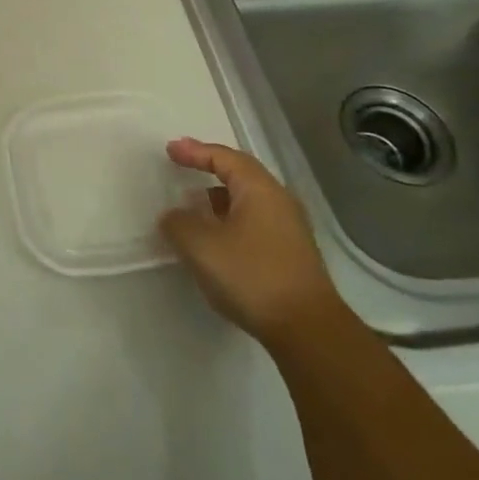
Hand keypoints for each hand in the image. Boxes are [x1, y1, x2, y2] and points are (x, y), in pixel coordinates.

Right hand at [158, 139, 341, 345]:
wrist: (307, 329)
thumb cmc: (251, 276)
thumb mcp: (201, 246)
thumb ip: (179, 223)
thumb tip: (174, 215)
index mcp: (259, 190)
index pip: (224, 158)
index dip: (195, 151)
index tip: (170, 149)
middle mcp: (279, 202)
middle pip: (240, 175)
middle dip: (209, 169)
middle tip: (183, 166)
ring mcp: (289, 229)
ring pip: (247, 201)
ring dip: (218, 198)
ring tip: (193, 205)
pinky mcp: (291, 254)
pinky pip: (253, 222)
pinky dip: (229, 220)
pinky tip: (215, 239)